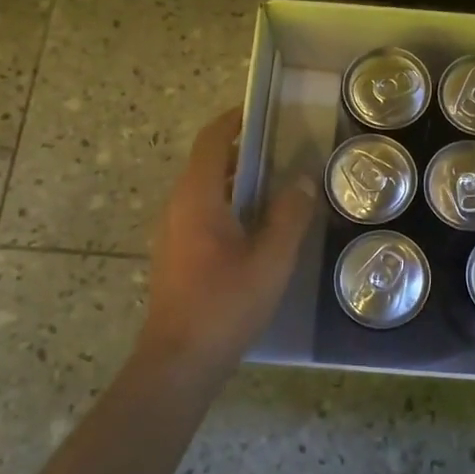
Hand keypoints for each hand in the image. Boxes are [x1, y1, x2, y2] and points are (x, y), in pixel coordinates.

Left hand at [142, 107, 316, 373]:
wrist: (179, 362)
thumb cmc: (225, 305)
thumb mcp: (271, 260)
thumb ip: (289, 216)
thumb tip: (301, 180)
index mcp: (197, 198)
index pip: (211, 141)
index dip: (234, 120)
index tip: (262, 111)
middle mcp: (178, 207)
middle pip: (207, 162)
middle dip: (242, 149)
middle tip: (282, 147)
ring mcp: (173, 232)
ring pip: (205, 190)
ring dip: (236, 178)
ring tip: (276, 182)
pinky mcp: (176, 254)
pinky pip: (202, 212)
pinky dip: (228, 203)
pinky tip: (257, 225)